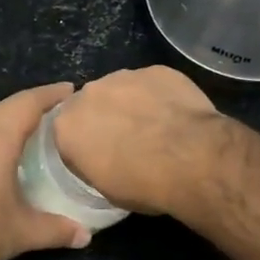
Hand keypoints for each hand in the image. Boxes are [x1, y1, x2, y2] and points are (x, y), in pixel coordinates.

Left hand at [0, 83, 90, 259]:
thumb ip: (56, 229)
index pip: (27, 103)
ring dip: (6, 123)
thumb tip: (85, 236)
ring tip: (30, 135)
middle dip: (30, 107)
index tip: (72, 90)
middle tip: (57, 115)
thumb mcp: (20, 233)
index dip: (51, 94)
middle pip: (4, 108)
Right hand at [51, 67, 221, 215]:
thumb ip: (93, 164)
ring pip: (121, 89)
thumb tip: (101, 158)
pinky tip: (176, 115)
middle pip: (91, 104)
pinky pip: (152, 84)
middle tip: (127, 140)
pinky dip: (159, 96)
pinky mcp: (156, 70)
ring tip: (155, 127)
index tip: (100, 158)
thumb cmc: (144, 184)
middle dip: (104, 118)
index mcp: (67, 126)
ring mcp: (124, 76)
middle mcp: (88, 93)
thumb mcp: (106, 189)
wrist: (192, 160)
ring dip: (131, 104)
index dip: (84, 146)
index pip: (67, 134)